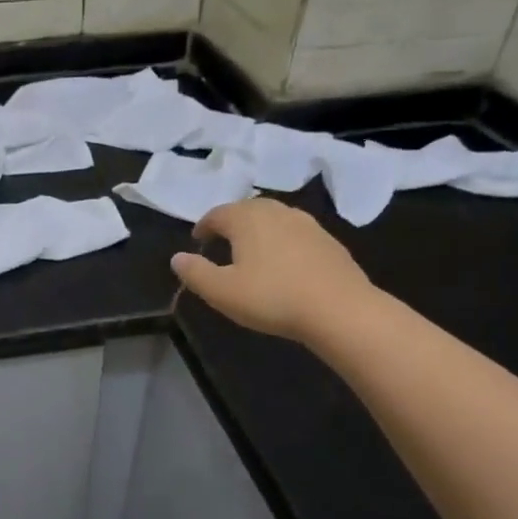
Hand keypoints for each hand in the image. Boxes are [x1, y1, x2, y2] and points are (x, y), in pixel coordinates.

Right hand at [171, 198, 375, 342]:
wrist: (340, 309)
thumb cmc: (272, 297)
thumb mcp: (222, 292)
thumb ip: (195, 273)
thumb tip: (177, 258)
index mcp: (247, 218)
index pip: (217, 214)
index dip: (204, 226)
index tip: (197, 240)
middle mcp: (277, 212)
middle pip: (247, 209)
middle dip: (232, 222)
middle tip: (222, 240)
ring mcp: (307, 224)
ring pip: (274, 218)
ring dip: (259, 229)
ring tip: (252, 250)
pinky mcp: (329, 241)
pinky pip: (296, 233)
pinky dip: (282, 241)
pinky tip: (284, 262)